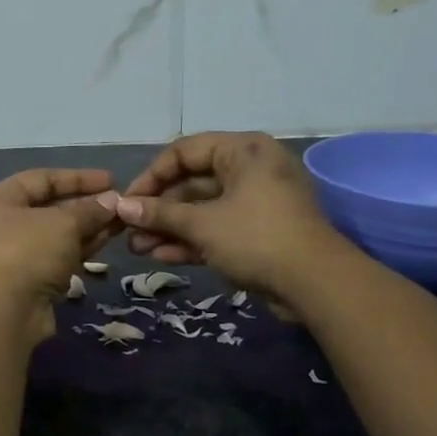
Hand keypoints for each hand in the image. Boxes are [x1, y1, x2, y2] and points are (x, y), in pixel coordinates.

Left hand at [0, 169, 121, 333]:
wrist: (4, 312)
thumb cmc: (28, 251)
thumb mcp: (64, 222)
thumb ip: (90, 210)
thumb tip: (113, 201)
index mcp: (0, 200)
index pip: (42, 179)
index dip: (77, 178)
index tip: (111, 180)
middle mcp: (3, 224)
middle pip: (50, 208)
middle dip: (86, 205)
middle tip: (121, 205)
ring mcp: (15, 255)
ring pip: (57, 235)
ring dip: (88, 228)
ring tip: (121, 222)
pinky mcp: (29, 282)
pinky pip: (59, 257)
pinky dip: (80, 249)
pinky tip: (106, 242)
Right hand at [113, 132, 348, 301]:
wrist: (316, 284)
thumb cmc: (256, 238)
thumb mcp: (202, 224)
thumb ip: (159, 213)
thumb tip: (120, 206)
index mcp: (242, 150)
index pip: (184, 151)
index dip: (151, 175)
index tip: (127, 201)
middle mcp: (249, 169)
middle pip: (192, 182)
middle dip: (158, 209)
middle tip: (128, 230)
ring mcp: (255, 202)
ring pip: (202, 209)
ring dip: (169, 228)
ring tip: (137, 248)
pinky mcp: (258, 231)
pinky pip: (217, 227)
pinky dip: (191, 240)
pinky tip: (161, 257)